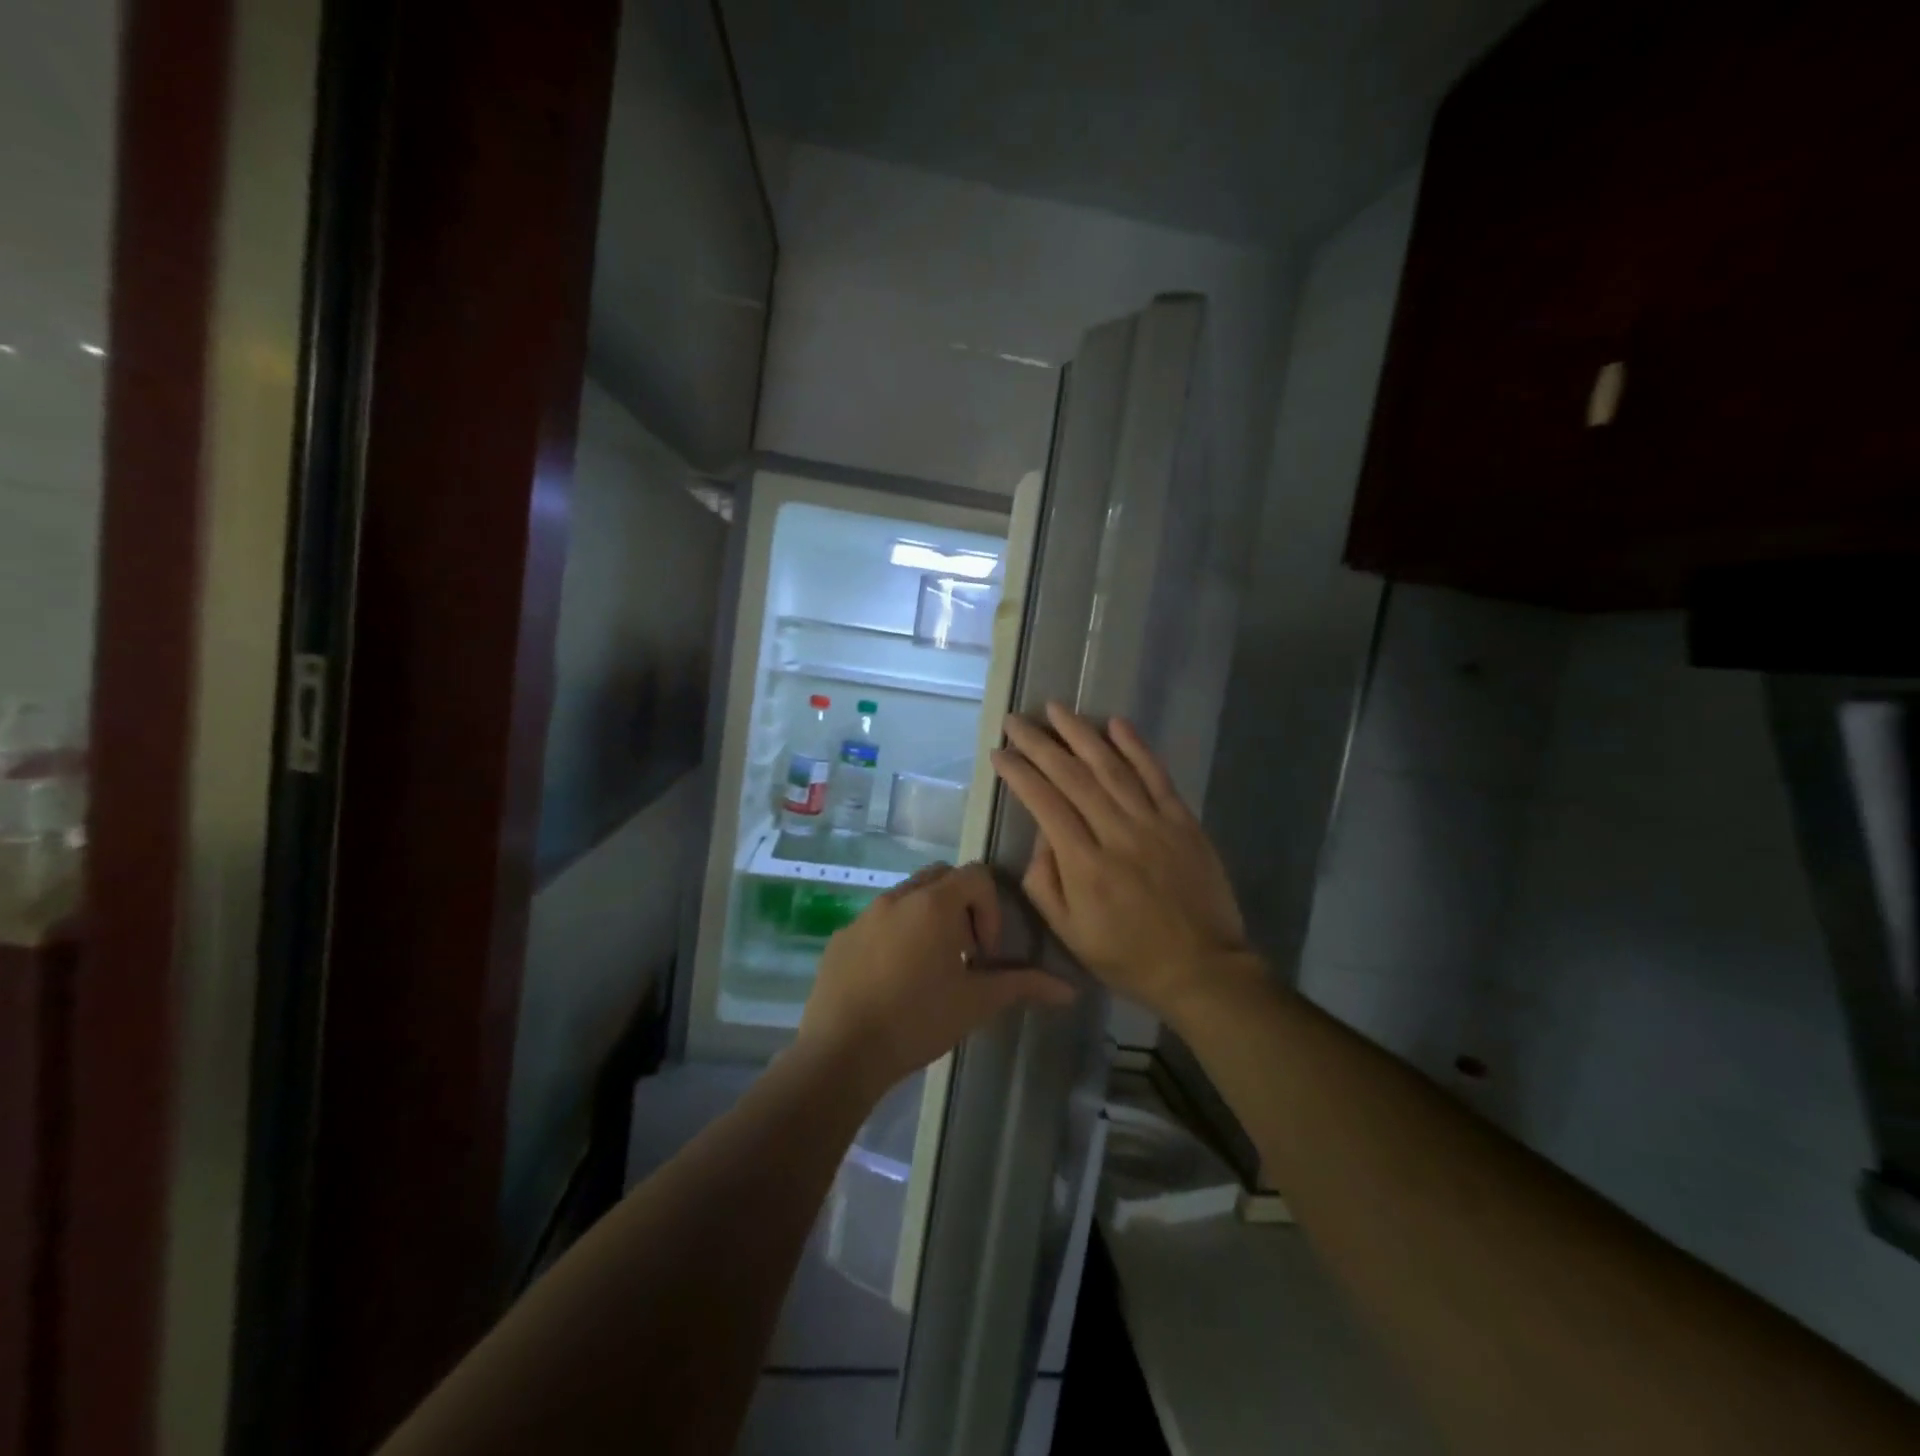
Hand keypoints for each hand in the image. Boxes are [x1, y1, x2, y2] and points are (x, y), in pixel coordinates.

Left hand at [798, 861, 1076, 1093]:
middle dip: (960, 907)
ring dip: (927, 920)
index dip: (991, 908)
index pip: (976, 875)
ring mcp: (864, 915)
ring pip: (907, 898)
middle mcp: (898, 897)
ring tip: (929, 969)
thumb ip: (1023, 985)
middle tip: (963, 954)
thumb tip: (1069, 989)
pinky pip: (877, 921)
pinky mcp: (841, 937)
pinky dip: (894, 936)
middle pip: (941, 878)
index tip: (985, 953)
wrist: (841, 1052)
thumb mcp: (976, 1003)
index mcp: (934, 903)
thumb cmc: (917, 1020)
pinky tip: (892, 982)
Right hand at [992, 704, 1252, 1022]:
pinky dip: (1137, 747)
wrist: (1202, 969)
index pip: (1044, 803)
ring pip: (1111, 767)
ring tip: (1056, 709)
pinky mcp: (1183, 821)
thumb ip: (1045, 883)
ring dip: (1081, 734)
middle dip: (1039, 744)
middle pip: (1072, 776)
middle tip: (1016, 720)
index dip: (1019, 773)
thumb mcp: (1069, 933)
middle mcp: (1116, 833)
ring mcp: (1153, 823)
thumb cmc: (1127, 956)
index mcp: (1084, 865)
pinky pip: (1157, 775)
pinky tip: (1116, 723)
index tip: (999, 753)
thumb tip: (1042, 835)